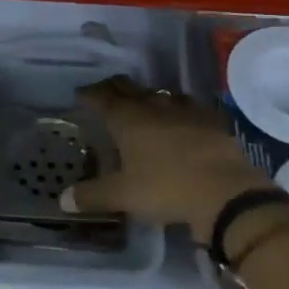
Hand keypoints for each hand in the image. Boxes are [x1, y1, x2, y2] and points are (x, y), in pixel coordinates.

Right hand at [64, 78, 274, 233]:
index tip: (80, 94)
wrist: (225, 191)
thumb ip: (92, 196)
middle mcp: (154, 107)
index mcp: (128, 120)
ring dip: (147, 96)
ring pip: (160, 94)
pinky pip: (189, 106)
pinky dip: (178, 108)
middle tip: (106, 91)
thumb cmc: (166, 188)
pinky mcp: (211, 120)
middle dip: (115, 88)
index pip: (103, 98)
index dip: (89, 94)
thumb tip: (63, 200)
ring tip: (142, 102)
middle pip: (130, 89)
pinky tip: (181, 117)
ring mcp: (186, 111)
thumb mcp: (123, 196)